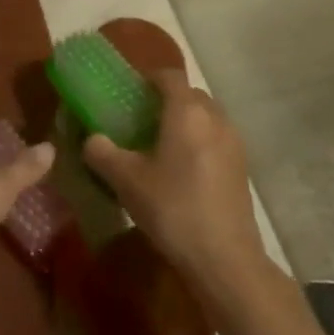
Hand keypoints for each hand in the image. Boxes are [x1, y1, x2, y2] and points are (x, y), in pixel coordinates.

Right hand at [83, 72, 260, 278]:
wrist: (224, 258)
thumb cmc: (172, 208)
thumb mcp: (125, 180)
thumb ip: (102, 152)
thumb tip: (91, 139)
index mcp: (186, 112)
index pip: (169, 76)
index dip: (148, 78)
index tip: (129, 92)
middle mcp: (215, 118)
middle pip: (190, 95)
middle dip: (166, 100)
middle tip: (140, 119)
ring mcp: (234, 143)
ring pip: (206, 117)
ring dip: (185, 122)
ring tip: (160, 145)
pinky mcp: (242, 167)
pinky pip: (216, 139)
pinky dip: (199, 142)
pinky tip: (182, 170)